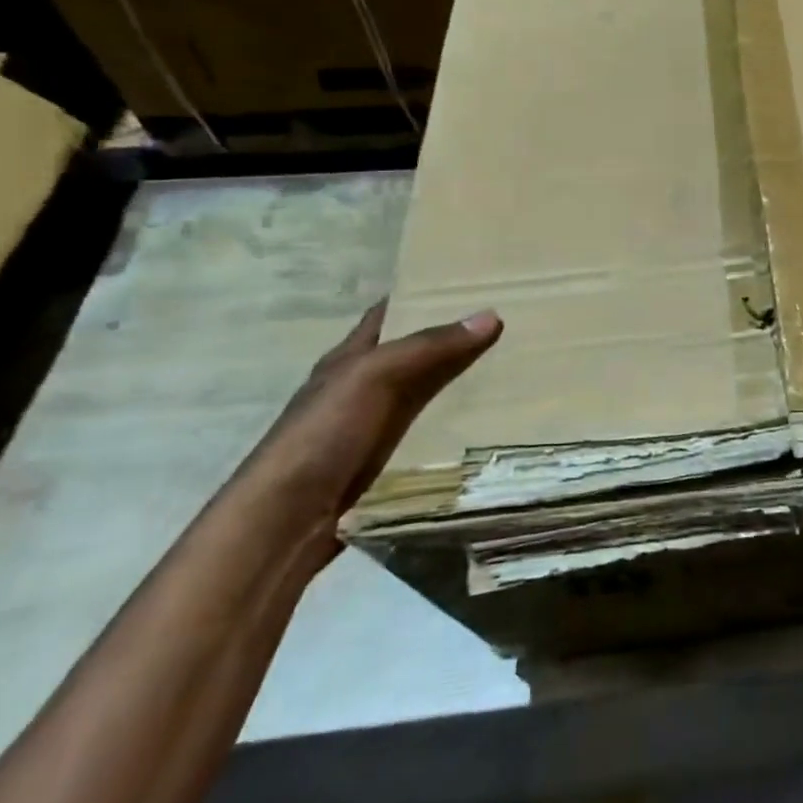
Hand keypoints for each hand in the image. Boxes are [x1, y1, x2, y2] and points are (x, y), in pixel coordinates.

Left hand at [242, 301, 502, 522]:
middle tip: (511, 321)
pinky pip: (431, 430)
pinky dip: (457, 421)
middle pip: (416, 352)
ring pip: (428, 391)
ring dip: (462, 380)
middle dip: (455, 337)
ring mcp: (376, 425)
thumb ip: (430, 347)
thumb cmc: (323, 434)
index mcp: (351, 357)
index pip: (390, 312)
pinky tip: (491, 418)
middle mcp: (364, 386)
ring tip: (515, 364)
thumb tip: (491, 315)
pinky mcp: (389, 460)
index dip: (424, 294)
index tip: (472, 282)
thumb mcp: (374, 377)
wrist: (287, 520)